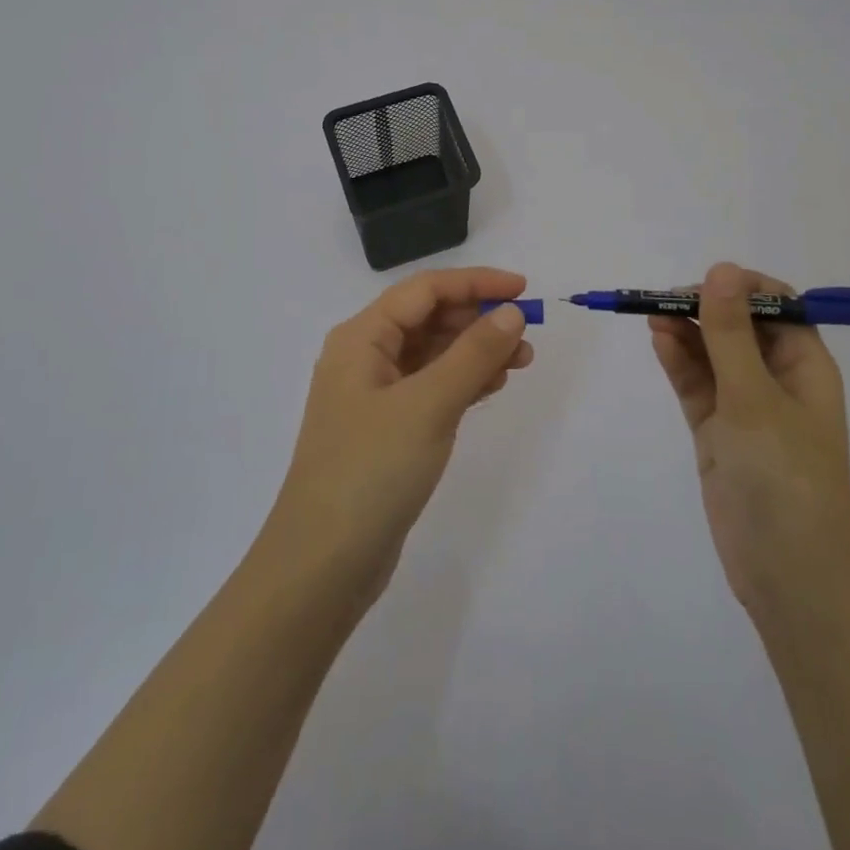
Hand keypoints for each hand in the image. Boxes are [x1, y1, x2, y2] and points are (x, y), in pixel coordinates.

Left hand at [263, 268, 533, 603]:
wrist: (322, 566)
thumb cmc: (371, 471)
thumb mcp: (428, 405)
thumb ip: (473, 354)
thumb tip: (511, 312)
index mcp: (361, 338)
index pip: (424, 290)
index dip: (475, 283)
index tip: (522, 288)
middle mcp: (364, 358)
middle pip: (428, 318)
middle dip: (478, 320)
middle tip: (526, 335)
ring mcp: (374, 396)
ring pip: (432, 354)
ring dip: (475, 351)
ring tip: (520, 362)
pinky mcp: (386, 429)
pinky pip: (430, 387)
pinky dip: (462, 381)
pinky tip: (493, 386)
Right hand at [649, 263, 849, 621]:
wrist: (788, 575)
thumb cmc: (785, 476)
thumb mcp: (755, 397)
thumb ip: (730, 333)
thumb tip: (721, 269)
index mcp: (805, 365)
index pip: (775, 305)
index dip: (740, 288)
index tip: (703, 284)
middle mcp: (777, 379)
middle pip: (738, 326)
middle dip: (703, 307)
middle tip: (662, 299)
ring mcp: (745, 407)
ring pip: (712, 353)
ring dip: (685, 331)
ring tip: (649, 314)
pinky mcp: (719, 431)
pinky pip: (697, 384)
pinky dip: (679, 361)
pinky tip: (658, 340)